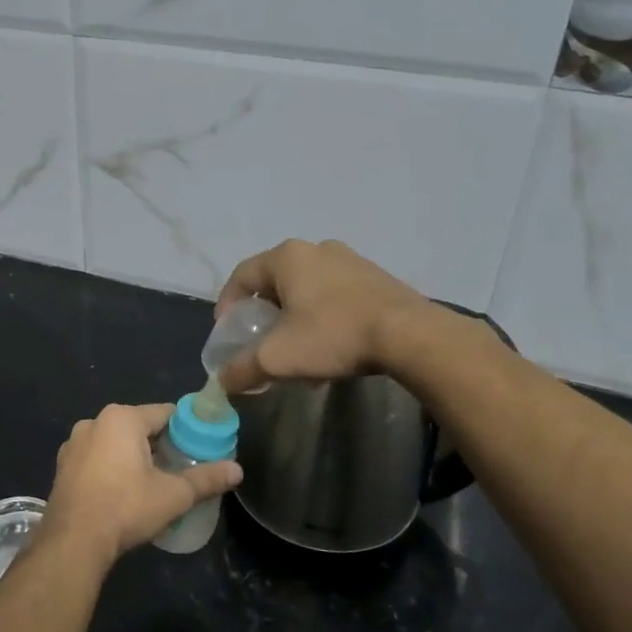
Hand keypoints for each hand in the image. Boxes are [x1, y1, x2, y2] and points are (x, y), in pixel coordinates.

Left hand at [44, 404, 241, 563]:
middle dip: (161, 445)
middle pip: (139, 427)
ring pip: (115, 443)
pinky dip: (112, 468)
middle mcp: (94, 422)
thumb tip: (238, 470)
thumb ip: (206, 479)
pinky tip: (123, 493)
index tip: (201, 448)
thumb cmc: (125, 508)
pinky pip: (97, 458)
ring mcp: (74, 444)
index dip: (187, 429)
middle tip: (182, 469)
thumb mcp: (172, 495)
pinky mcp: (63, 466)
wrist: (72, 542)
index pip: (165, 413)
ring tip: (154, 483)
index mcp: (122, 418)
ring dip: (134, 457)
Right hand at [213, 239, 432, 393]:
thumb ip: (243, 368)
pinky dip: (323, 317)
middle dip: (265, 314)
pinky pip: (335, 294)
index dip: (228, 304)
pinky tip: (332, 348)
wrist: (410, 335)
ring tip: (300, 352)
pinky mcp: (375, 277)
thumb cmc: (334, 335)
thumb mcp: (279, 357)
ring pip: (307, 289)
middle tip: (263, 341)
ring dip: (296, 318)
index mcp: (287, 257)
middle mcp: (316, 249)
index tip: (229, 332)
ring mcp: (349, 260)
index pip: (242, 275)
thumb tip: (221, 382)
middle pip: (276, 281)